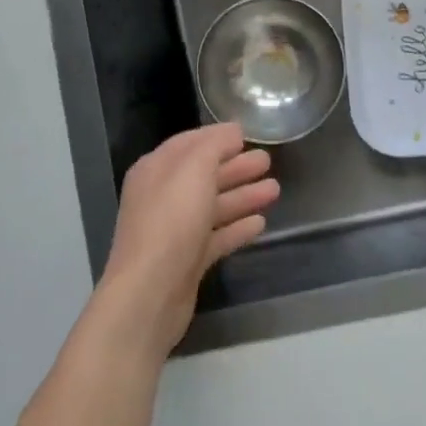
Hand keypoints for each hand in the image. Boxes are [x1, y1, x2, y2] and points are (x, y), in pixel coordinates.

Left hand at [92, 123, 278, 360]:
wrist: (150, 294)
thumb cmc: (170, 222)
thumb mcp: (193, 171)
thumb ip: (214, 146)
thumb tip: (232, 131)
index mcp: (156, 170)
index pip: (189, 144)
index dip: (217, 137)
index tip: (247, 133)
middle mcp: (162, 197)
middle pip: (204, 175)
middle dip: (235, 166)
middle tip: (268, 160)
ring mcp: (175, 231)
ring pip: (213, 206)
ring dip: (243, 195)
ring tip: (275, 190)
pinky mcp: (187, 260)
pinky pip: (216, 236)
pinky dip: (237, 227)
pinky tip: (260, 223)